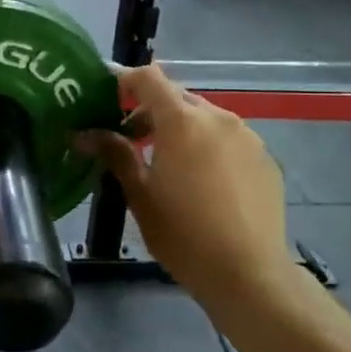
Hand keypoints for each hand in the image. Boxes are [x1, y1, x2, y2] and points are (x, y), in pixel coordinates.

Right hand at [77, 64, 296, 315]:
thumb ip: (115, 154)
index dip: (125, 80)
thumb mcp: (140, 195)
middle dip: (151, 111)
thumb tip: (85, 133)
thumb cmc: (183, 234)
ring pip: (205, 118)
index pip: (149, 78)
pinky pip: (229, 139)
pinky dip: (209, 147)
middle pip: (177, 97)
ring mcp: (247, 136)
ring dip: (181, 129)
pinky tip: (204, 184)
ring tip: (169, 165)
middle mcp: (218, 117)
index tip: (107, 99)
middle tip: (132, 141)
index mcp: (182, 121)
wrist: (249, 273)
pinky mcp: (265, 158)